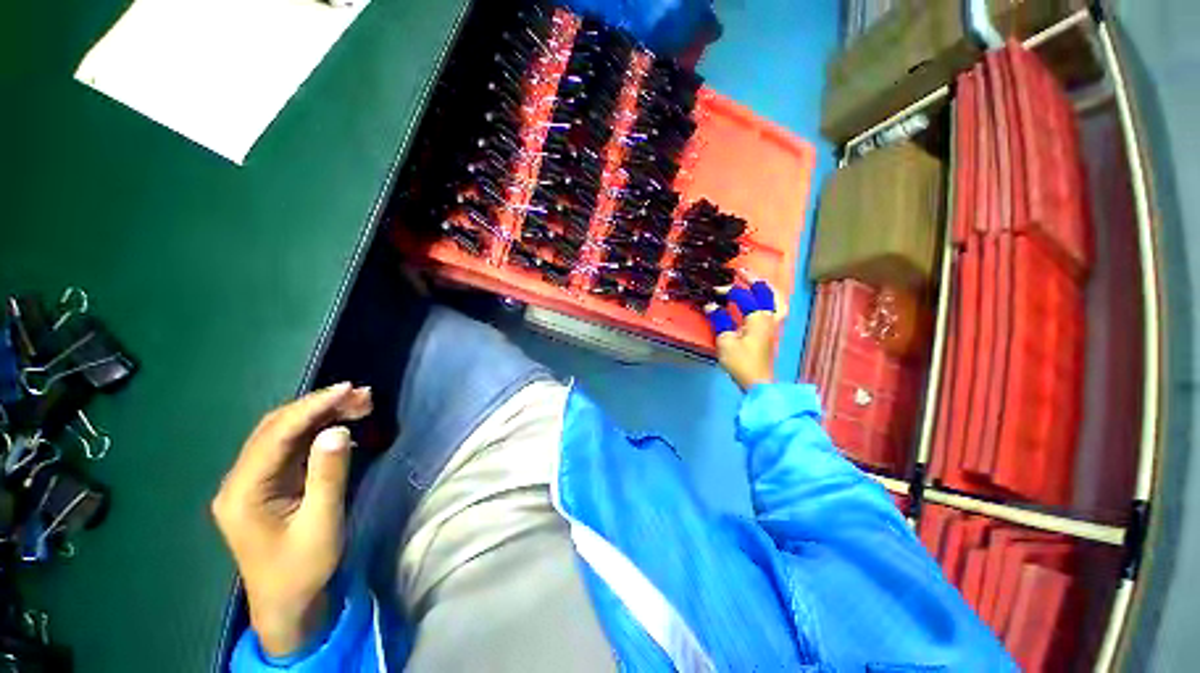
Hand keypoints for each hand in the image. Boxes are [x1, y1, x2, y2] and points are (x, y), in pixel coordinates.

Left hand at [212, 383, 372, 656]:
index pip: (275, 436)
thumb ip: (328, 475)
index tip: (347, 390)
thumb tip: (337, 430)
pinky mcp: (268, 484)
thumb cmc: (302, 569)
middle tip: (361, 395)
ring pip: (284, 433)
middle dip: (318, 406)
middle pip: (276, 428)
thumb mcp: (322, 524)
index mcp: (242, 492)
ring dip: (320, 415)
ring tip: (359, 403)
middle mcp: (240, 480)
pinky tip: (342, 424)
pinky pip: (291, 447)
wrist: (287, 603)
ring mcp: (252, 481)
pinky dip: (318, 430)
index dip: (311, 408)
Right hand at [706, 281, 785, 391]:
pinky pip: (776, 308)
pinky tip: (762, 302)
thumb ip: (719, 320)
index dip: (728, 290)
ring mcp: (773, 325)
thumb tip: (711, 306)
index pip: (743, 295)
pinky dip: (770, 300)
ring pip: (777, 300)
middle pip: (767, 291)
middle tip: (741, 272)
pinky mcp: (772, 332)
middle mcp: (769, 317)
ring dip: (766, 289)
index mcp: (758, 317)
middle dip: (753, 280)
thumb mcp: (725, 341)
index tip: (714, 291)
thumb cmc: (741, 361)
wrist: (757, 382)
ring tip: (756, 283)